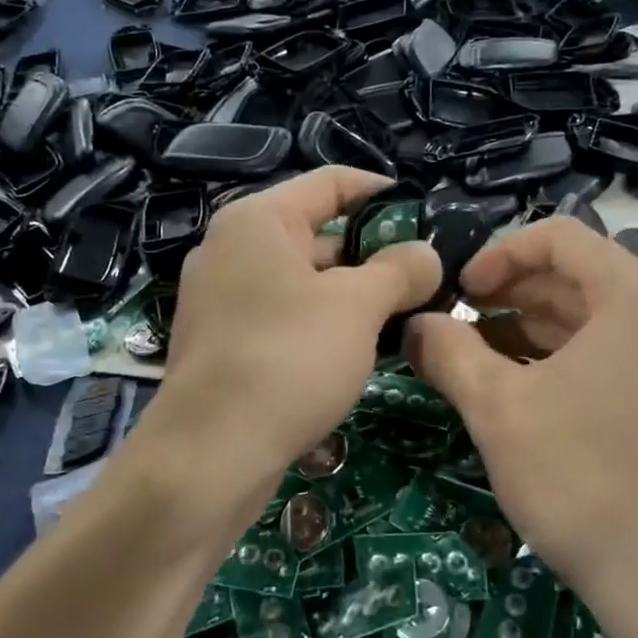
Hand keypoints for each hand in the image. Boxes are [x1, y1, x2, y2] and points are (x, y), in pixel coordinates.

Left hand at [139, 168, 439, 535]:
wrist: (210, 455)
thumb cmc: (288, 359)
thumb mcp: (358, 307)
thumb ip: (399, 270)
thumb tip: (426, 255)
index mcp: (257, 220)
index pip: (331, 182)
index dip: (383, 193)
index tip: (427, 216)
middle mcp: (232, 249)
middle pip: (317, 233)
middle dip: (374, 254)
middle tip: (426, 280)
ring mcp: (221, 298)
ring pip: (303, 281)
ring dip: (352, 295)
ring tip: (405, 318)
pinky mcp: (222, 343)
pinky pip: (283, 317)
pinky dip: (321, 324)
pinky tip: (358, 351)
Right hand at [407, 217, 637, 637]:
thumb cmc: (586, 483)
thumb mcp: (499, 411)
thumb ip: (450, 353)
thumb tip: (415, 325)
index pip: (561, 236)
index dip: (499, 253)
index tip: (460, 293)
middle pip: (585, 279)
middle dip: (515, 297)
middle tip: (463, 329)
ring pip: (607, 325)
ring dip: (542, 333)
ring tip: (489, 364)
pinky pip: (631, 362)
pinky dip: (578, 365)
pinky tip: (540, 401)